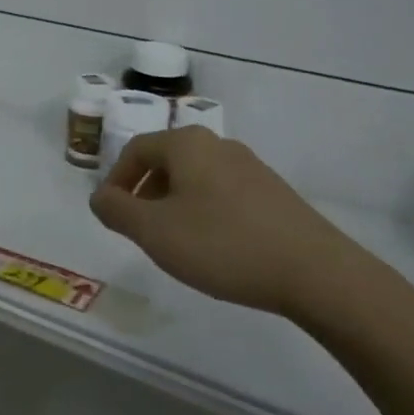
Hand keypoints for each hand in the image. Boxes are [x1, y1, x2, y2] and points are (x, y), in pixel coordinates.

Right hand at [91, 128, 355, 317]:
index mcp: (187, 144)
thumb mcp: (155, 232)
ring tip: (175, 243)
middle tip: (140, 231)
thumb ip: (117, 210)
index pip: (136, 150)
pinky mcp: (272, 192)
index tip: (110, 215)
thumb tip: (99, 196)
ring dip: (174, 204)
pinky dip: (204, 212)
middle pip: (166, 161)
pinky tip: (214, 247)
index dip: (115, 181)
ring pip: (195, 178)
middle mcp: (217, 144)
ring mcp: (249, 166)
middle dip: (145, 193)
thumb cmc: (223, 244)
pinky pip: (222, 193)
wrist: (314, 270)